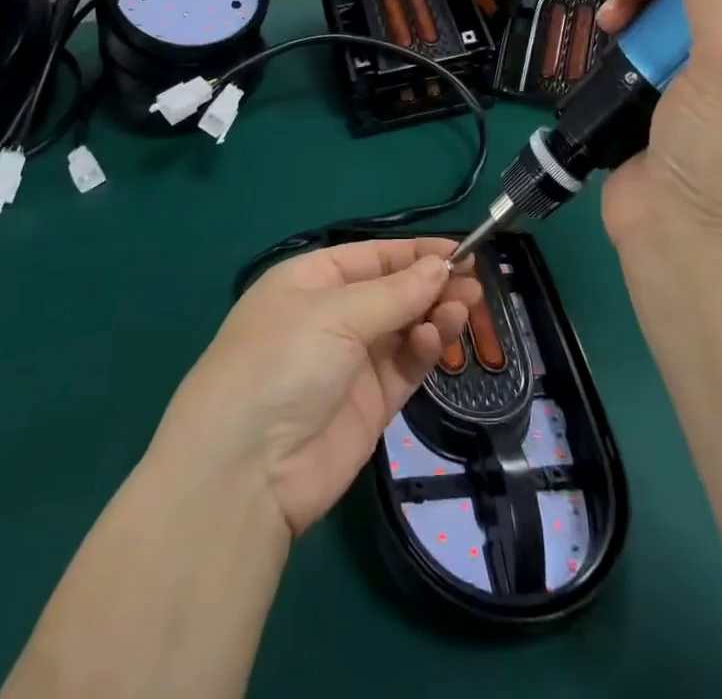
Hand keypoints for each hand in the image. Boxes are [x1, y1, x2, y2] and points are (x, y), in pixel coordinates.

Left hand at [155, 239, 482, 537]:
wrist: (246, 470)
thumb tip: (440, 265)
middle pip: (394, 291)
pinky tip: (437, 338)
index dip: (416, 252)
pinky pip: (406, 365)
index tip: (463, 251)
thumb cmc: (282, 361)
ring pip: (405, 327)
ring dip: (435, 314)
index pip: (373, 256)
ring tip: (464, 307)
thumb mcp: (335, 313)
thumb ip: (395, 293)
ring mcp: (352, 361)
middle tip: (474, 282)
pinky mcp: (370, 403)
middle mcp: (332, 315)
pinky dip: (425, 349)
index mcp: (312, 280)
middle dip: (432, 283)